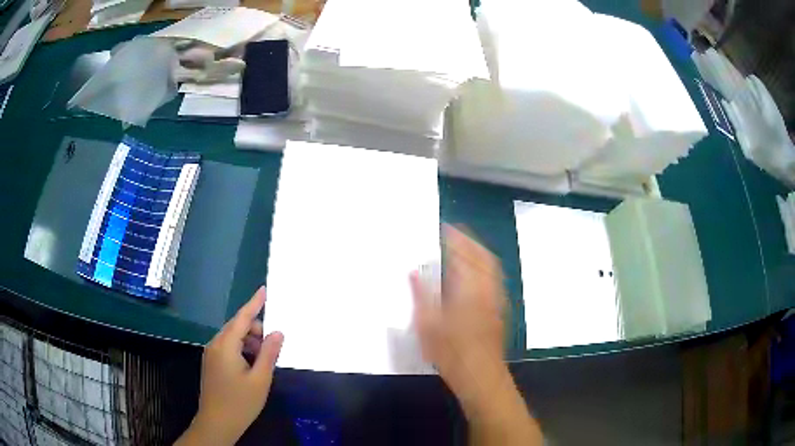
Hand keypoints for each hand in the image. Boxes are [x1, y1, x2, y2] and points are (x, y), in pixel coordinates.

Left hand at [178, 287, 283, 445]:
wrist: (217, 423)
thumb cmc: (240, 402)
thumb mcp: (260, 379)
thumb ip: (269, 353)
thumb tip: (277, 332)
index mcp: (225, 346)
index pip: (242, 318)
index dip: (254, 303)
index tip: (264, 289)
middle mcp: (215, 345)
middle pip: (237, 327)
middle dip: (255, 331)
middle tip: (271, 349)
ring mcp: (211, 354)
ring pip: (233, 338)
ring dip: (249, 343)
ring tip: (262, 362)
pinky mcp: (211, 363)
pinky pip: (228, 348)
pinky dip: (242, 350)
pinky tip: (251, 367)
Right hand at [410, 225, 506, 400]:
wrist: (480, 374)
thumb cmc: (451, 351)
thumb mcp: (427, 325)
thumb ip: (421, 295)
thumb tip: (413, 272)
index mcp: (468, 289)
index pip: (463, 255)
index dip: (454, 238)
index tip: (445, 227)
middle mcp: (487, 289)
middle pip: (483, 256)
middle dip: (470, 240)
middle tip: (455, 233)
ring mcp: (496, 299)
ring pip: (491, 266)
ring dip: (479, 252)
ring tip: (464, 247)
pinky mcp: (500, 309)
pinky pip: (494, 278)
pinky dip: (485, 267)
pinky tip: (475, 274)